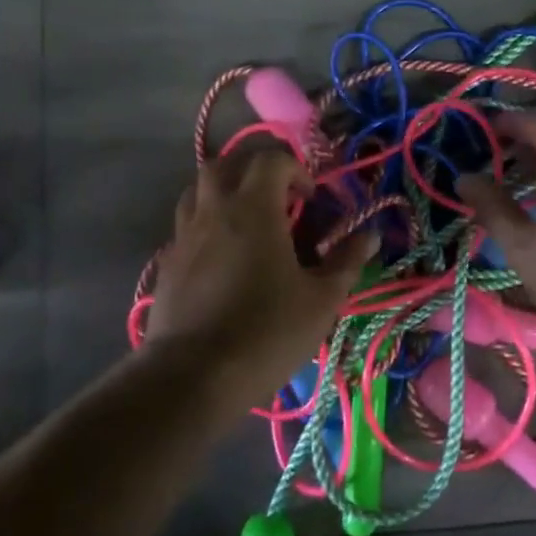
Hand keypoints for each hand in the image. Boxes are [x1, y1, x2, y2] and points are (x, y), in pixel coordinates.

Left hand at [148, 146, 376, 398]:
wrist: (193, 375)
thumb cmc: (267, 332)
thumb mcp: (321, 300)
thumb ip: (346, 261)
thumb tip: (369, 235)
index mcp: (253, 207)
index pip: (271, 159)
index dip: (296, 170)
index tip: (311, 199)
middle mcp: (214, 208)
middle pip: (227, 164)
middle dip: (254, 171)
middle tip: (277, 199)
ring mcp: (184, 234)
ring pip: (199, 189)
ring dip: (224, 192)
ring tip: (247, 220)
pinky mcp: (166, 261)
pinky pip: (186, 225)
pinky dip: (205, 224)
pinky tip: (221, 255)